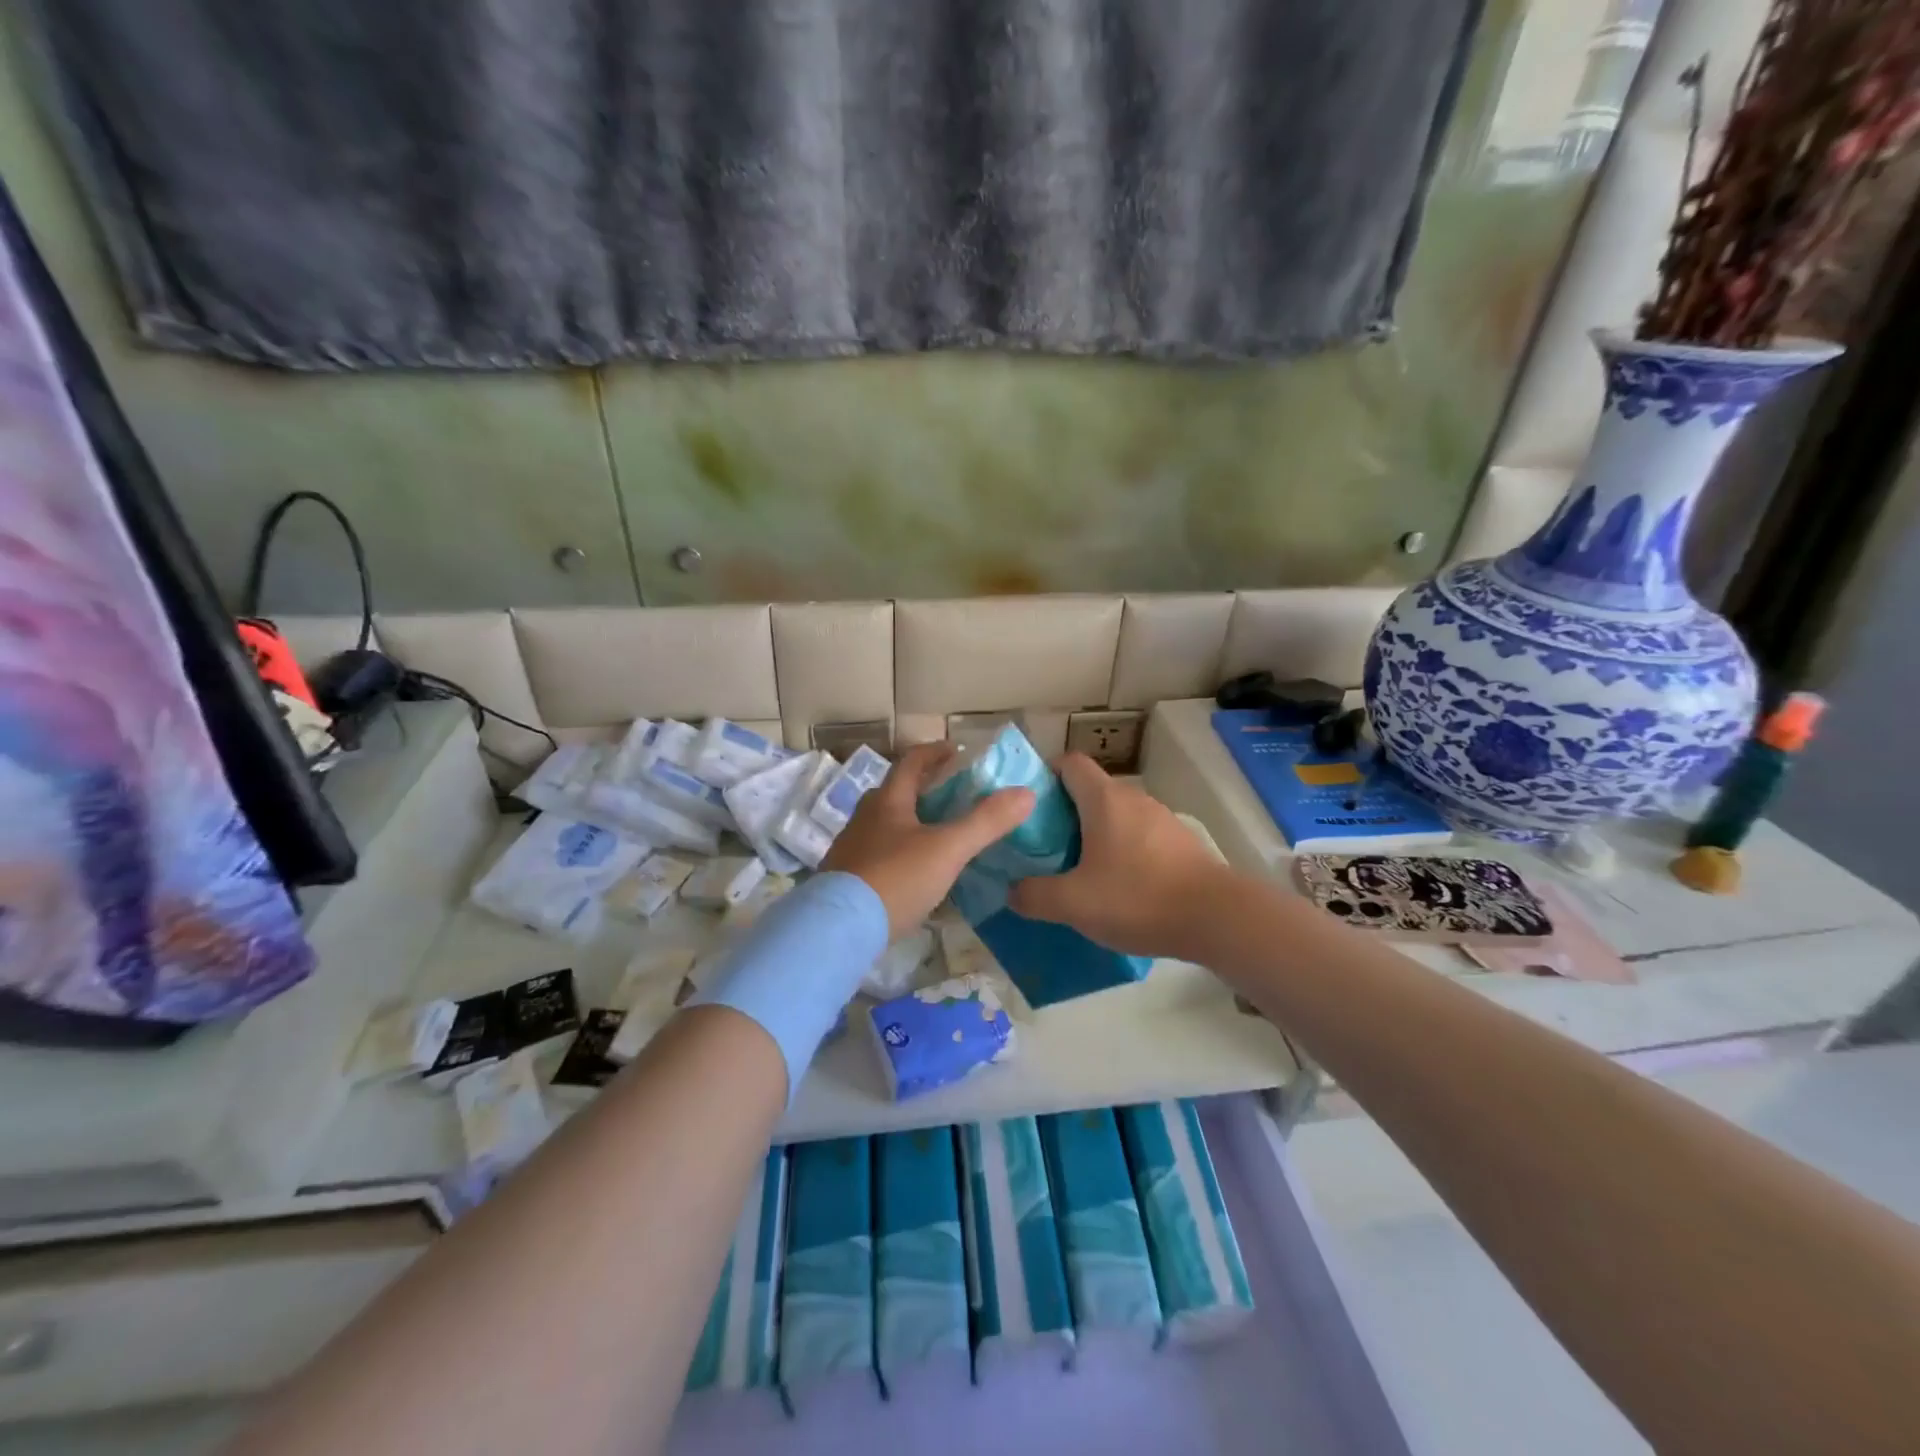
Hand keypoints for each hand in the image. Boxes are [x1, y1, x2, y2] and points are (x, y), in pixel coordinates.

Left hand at [822, 743, 1034, 938]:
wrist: (839, 928)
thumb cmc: (895, 879)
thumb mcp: (948, 849)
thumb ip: (986, 822)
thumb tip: (1026, 793)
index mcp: (887, 801)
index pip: (912, 762)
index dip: (936, 752)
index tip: (957, 751)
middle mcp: (864, 817)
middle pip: (896, 792)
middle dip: (924, 788)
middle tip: (954, 795)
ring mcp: (851, 848)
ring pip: (885, 824)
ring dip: (911, 821)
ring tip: (939, 834)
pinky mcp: (846, 878)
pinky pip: (878, 853)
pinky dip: (900, 851)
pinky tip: (914, 872)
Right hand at [1008, 752, 1229, 959]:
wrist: (1218, 919)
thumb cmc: (1138, 898)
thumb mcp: (1073, 903)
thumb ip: (1034, 895)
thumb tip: (1012, 891)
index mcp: (1104, 799)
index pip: (1068, 763)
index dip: (1044, 776)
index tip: (1027, 807)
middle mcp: (1133, 799)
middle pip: (1090, 791)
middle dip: (1063, 814)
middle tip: (1043, 848)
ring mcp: (1161, 820)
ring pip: (1115, 816)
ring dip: (1093, 836)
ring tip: (1077, 873)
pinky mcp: (1180, 844)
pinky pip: (1138, 838)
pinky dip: (1121, 853)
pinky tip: (1117, 889)